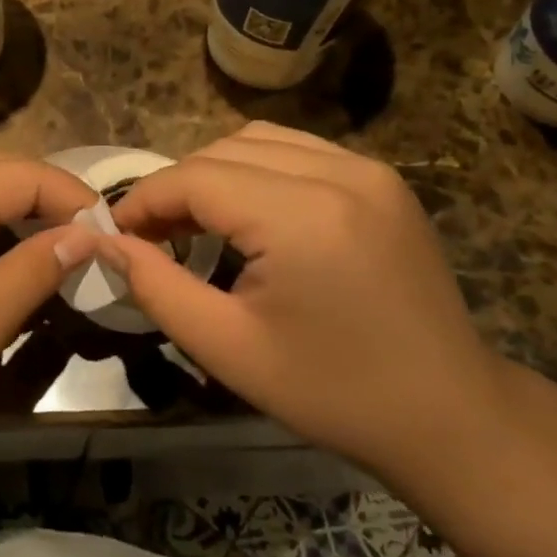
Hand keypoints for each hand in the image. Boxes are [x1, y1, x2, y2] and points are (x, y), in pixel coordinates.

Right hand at [100, 122, 506, 477]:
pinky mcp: (384, 180)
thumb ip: (155, 286)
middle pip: (223, 150)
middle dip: (176, 187)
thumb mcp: (226, 348)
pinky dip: (257, 171)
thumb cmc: (332, 392)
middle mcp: (340, 173)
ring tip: (196, 223)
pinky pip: (298, 151)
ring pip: (259, 141)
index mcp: (302, 217)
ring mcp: (369, 170)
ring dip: (214, 173)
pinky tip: (250, 215)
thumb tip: (106, 242)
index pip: (196, 177)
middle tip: (153, 238)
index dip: (144, 200)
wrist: (450, 415)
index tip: (116, 234)